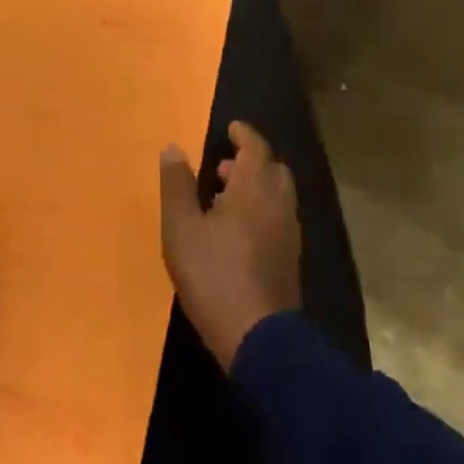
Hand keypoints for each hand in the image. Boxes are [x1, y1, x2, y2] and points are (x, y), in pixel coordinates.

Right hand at [159, 121, 301, 370]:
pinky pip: (278, 217)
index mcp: (254, 188)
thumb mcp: (181, 227)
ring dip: (256, 186)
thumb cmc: (214, 274)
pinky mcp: (290, 258)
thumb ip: (177, 185)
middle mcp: (278, 203)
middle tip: (222, 166)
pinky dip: (262, 209)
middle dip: (251, 161)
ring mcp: (289, 232)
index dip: (244, 134)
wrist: (257, 336)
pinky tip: (238, 231)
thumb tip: (173, 147)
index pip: (256, 148)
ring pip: (278, 195)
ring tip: (224, 198)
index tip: (231, 127)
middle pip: (272, 169)